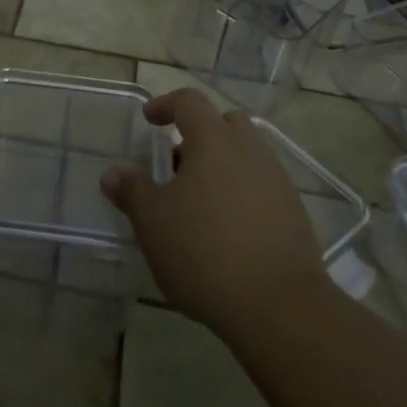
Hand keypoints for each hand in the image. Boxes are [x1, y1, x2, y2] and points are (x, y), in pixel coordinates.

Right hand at [102, 89, 329, 338]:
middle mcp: (249, 149)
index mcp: (213, 140)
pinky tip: (227, 228)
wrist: (278, 305)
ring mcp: (276, 179)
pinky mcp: (294, 211)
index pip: (189, 102)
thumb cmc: (204, 252)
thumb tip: (113, 173)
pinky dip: (242, 192)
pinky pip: (262, 185)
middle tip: (177, 164)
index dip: (166, 104)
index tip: (149, 120)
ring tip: (199, 201)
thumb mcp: (153, 223)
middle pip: (224, 123)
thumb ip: (132, 192)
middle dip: (199, 134)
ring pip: (246, 154)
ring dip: (221, 165)